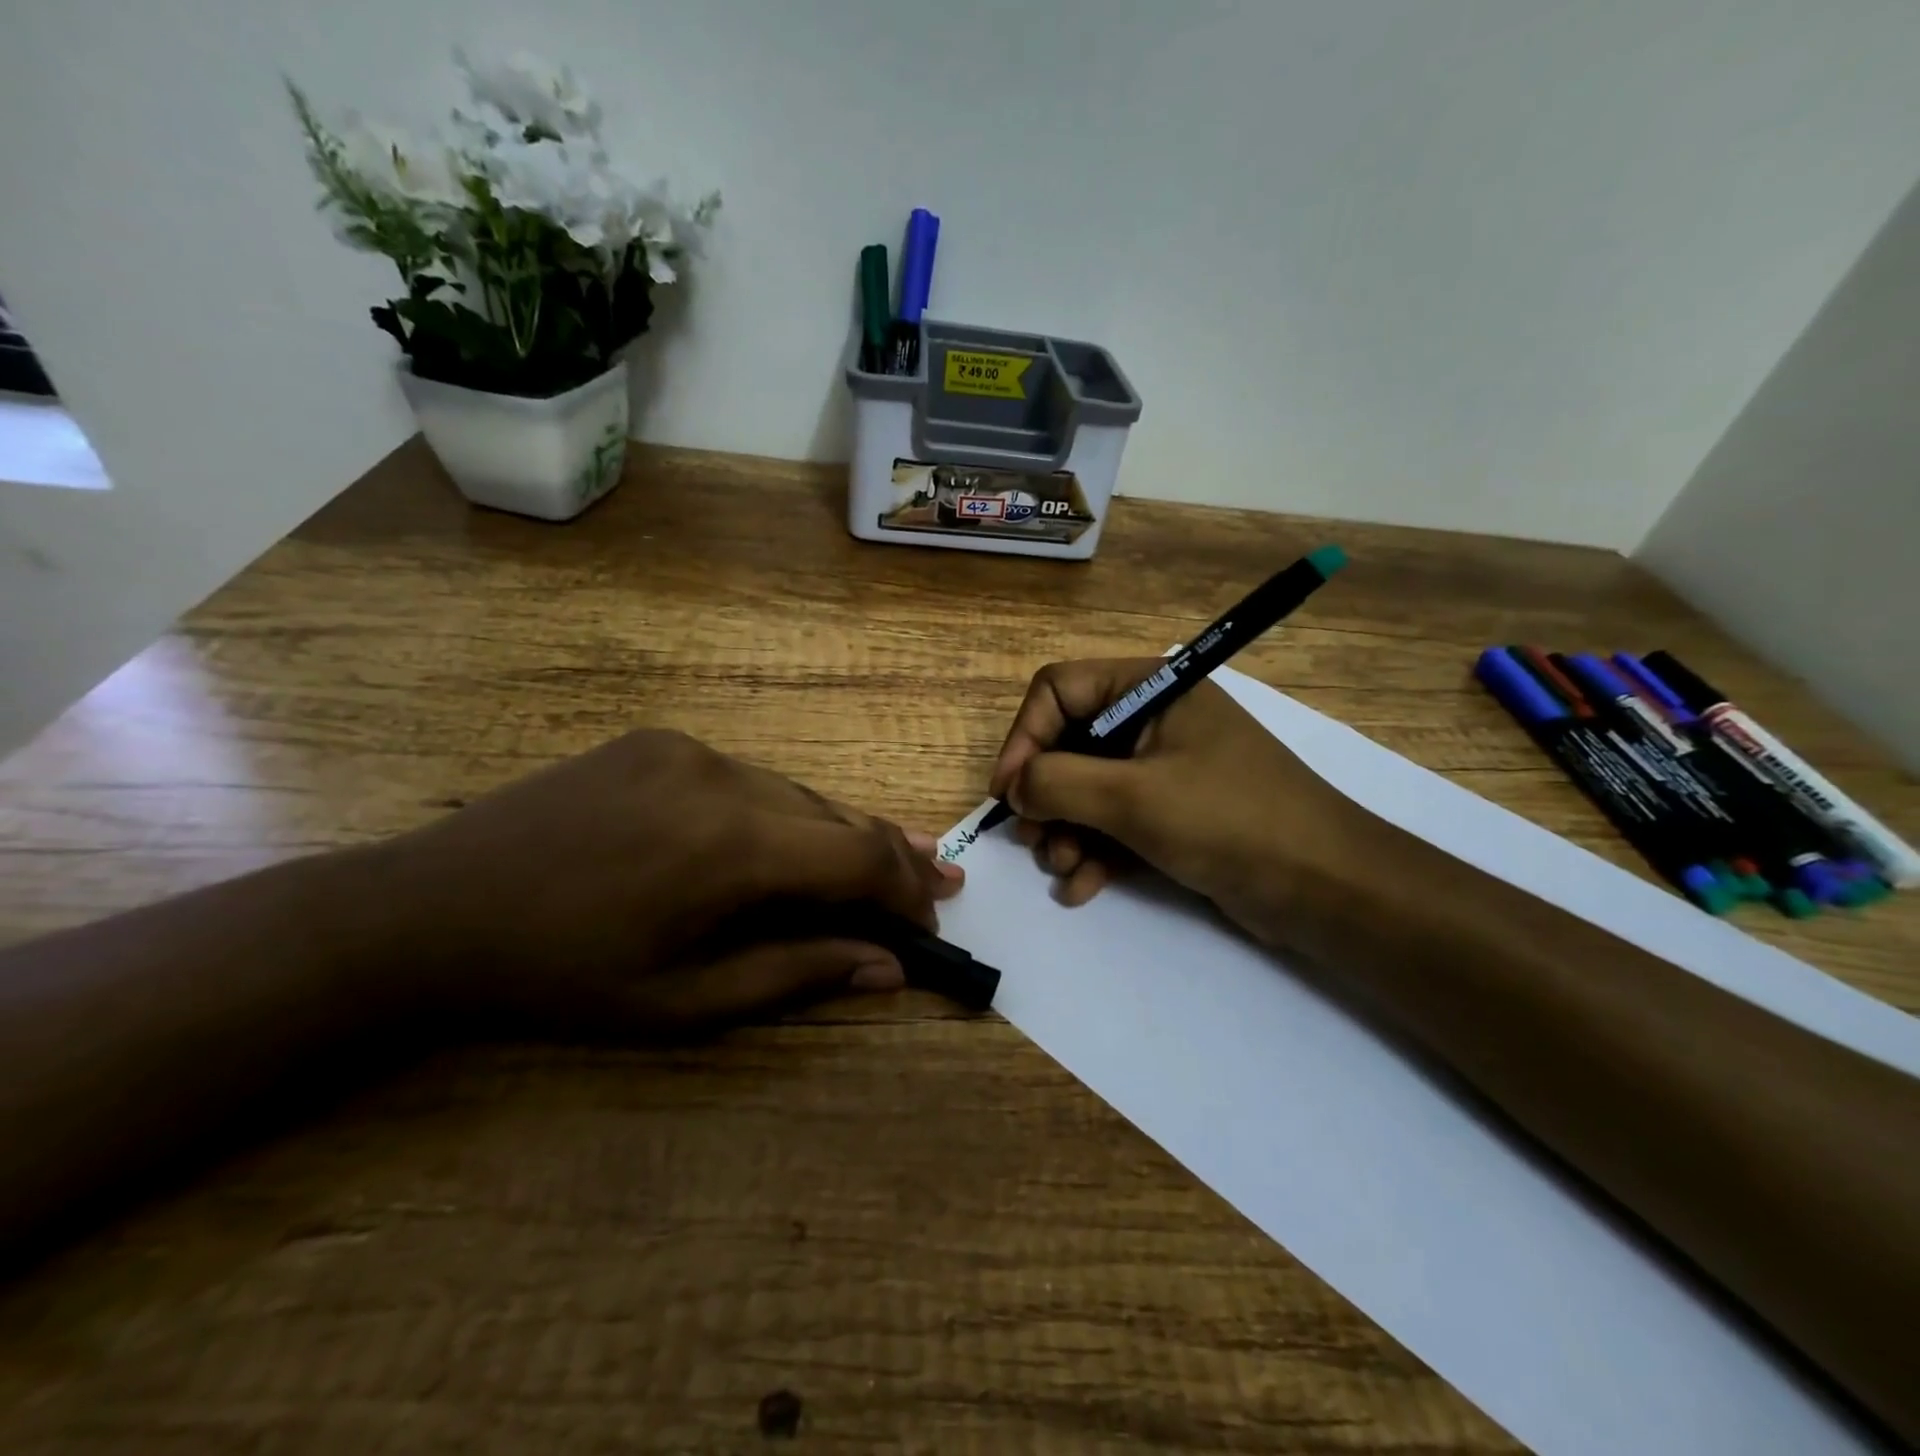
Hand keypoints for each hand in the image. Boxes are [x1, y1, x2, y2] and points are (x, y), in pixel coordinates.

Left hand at [375, 730, 963, 1035]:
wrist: (429, 910)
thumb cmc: (559, 976)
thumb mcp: (681, 1001)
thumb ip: (796, 974)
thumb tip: (888, 968)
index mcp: (729, 846)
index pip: (859, 856)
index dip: (906, 889)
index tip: (929, 920)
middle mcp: (723, 776)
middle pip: (838, 815)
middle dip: (890, 858)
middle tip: (935, 884)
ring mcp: (690, 748)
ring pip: (796, 794)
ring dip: (838, 835)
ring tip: (880, 865)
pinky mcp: (662, 739)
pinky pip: (748, 780)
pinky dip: (783, 816)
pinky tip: (785, 844)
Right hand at [988, 659, 1368, 943]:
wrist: (1325, 887)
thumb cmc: (1228, 820)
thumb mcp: (1133, 798)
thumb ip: (1058, 783)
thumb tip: (1014, 786)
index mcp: (1149, 688)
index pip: (1059, 690)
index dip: (1024, 737)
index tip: (1007, 792)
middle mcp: (1152, 720)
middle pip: (1068, 743)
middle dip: (1045, 795)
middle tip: (1033, 839)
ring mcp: (1163, 768)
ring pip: (1087, 788)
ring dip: (1065, 830)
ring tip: (1062, 868)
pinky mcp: (1172, 812)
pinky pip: (1114, 822)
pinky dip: (1094, 852)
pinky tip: (1083, 888)